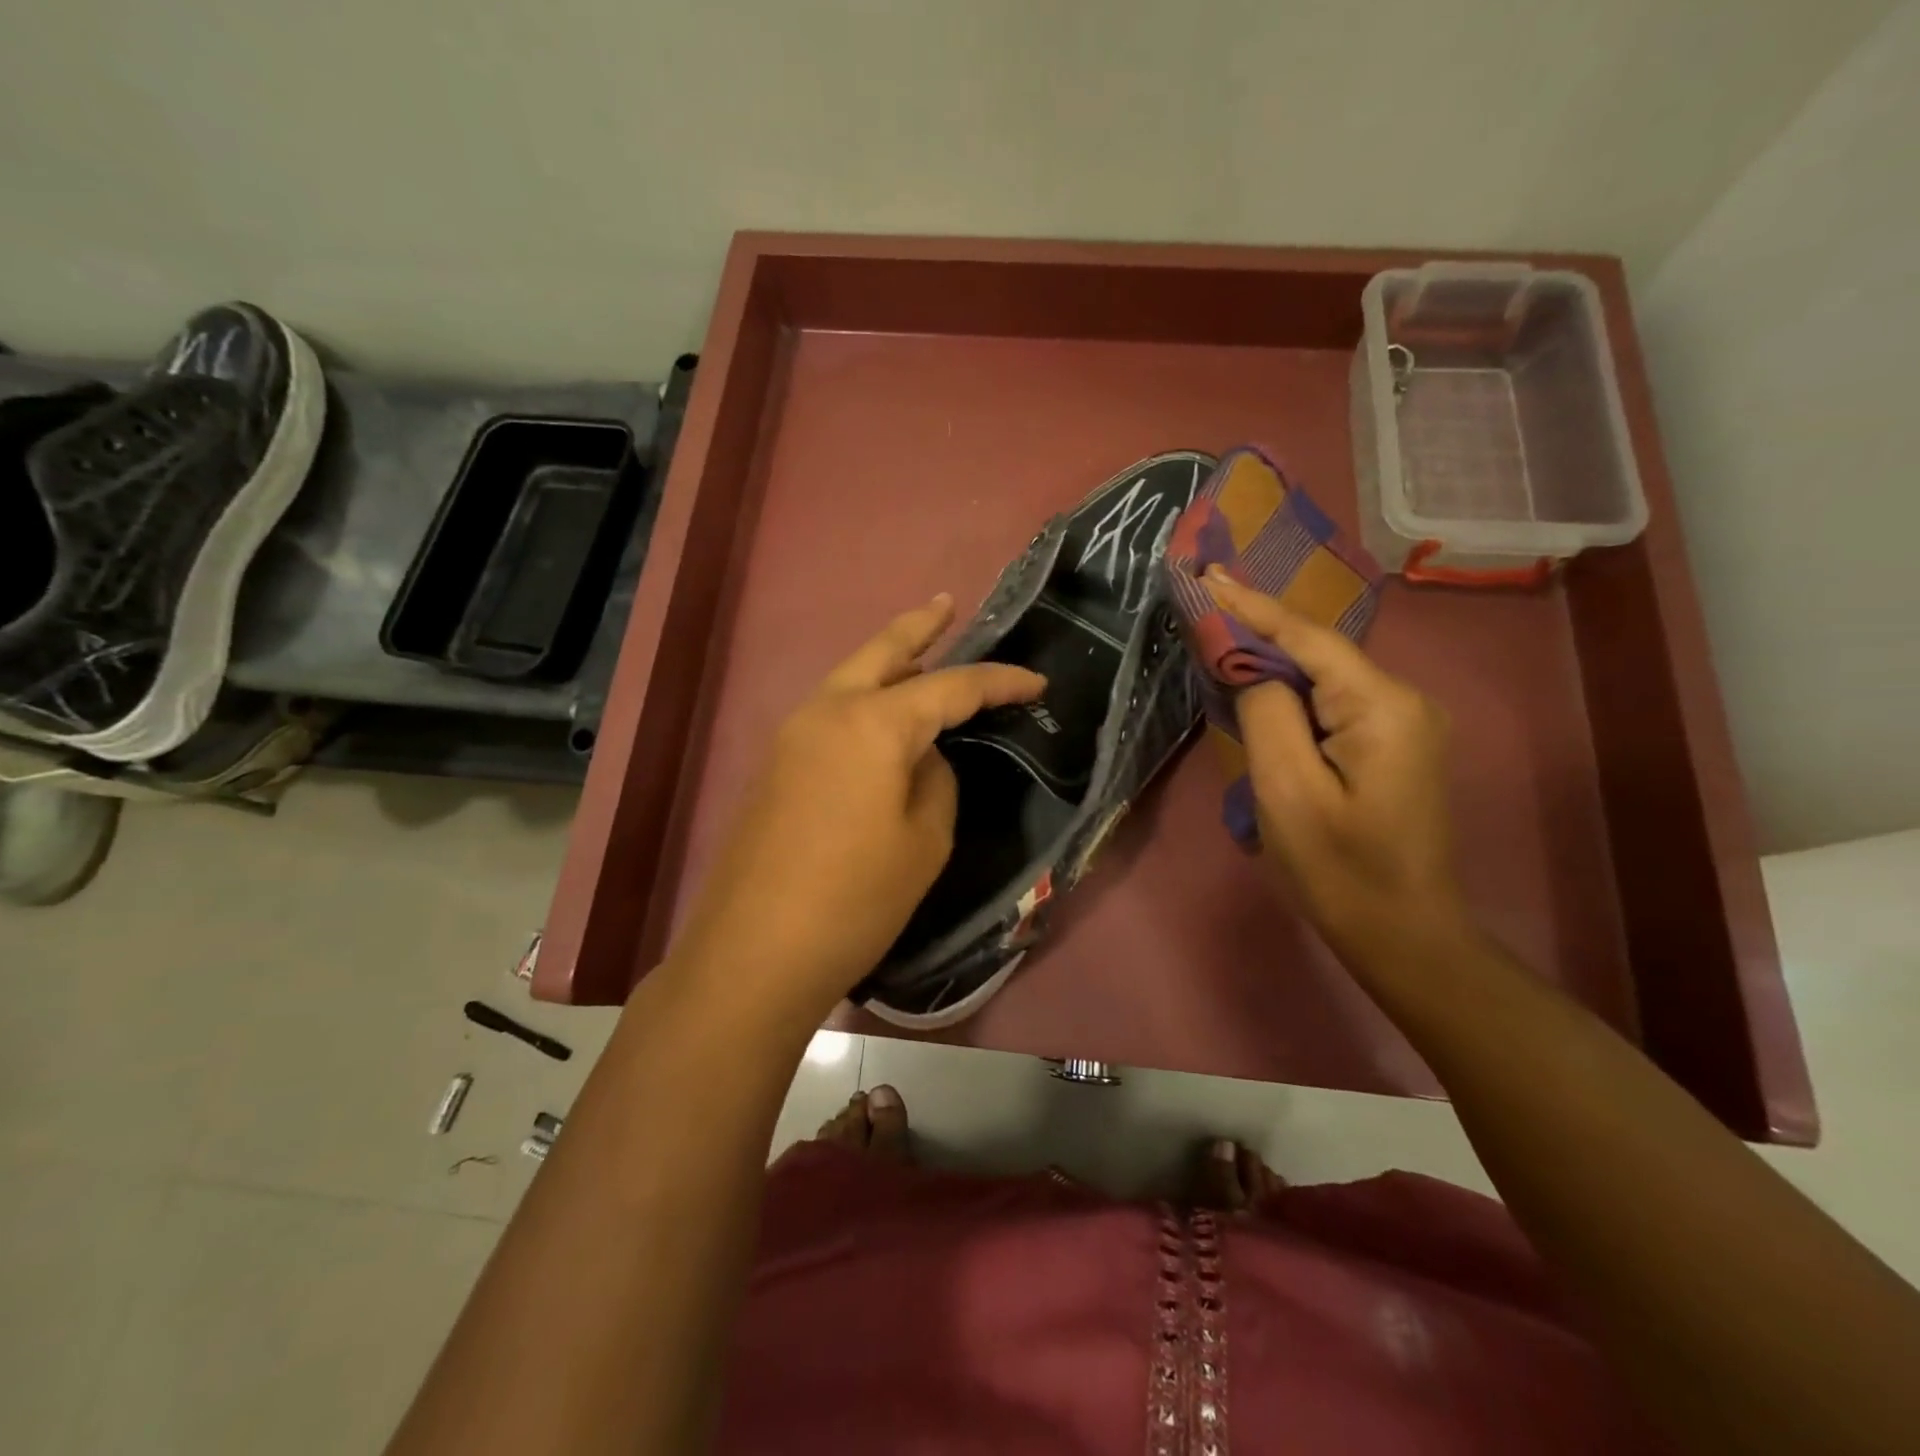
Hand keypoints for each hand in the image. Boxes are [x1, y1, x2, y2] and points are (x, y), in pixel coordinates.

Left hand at [666, 595, 1045, 1026]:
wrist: (755, 951)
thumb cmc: (856, 899)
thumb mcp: (925, 840)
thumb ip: (935, 779)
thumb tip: (922, 757)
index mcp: (873, 722)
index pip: (951, 687)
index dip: (999, 682)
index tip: (1036, 683)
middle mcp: (827, 710)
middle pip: (882, 651)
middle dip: (920, 627)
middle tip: (948, 605)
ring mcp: (793, 734)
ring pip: (850, 678)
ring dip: (888, 663)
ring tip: (923, 656)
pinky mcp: (777, 764)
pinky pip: (832, 712)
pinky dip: (865, 699)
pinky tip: (884, 718)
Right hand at [1204, 570, 1469, 963]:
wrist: (1403, 935)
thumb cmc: (1339, 870)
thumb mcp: (1287, 791)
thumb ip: (1267, 713)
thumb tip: (1255, 670)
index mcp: (1383, 707)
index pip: (1308, 639)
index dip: (1254, 606)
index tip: (1208, 576)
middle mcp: (1403, 701)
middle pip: (1319, 651)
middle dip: (1260, 627)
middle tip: (1206, 598)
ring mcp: (1403, 723)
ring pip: (1325, 677)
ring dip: (1273, 660)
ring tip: (1222, 633)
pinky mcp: (1393, 745)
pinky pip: (1333, 703)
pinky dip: (1292, 691)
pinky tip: (1259, 685)